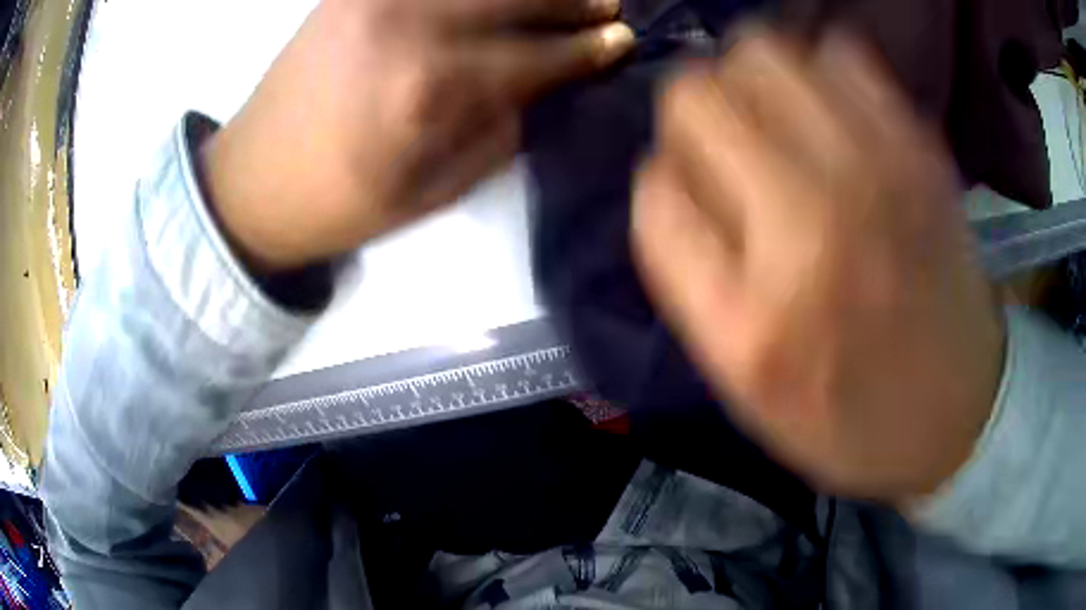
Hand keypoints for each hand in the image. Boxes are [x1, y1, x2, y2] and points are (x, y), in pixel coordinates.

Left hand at [202, 0, 633, 271]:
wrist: (253, 182)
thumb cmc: (343, 202)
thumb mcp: (435, 191)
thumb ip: (500, 130)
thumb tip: (546, 84)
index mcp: (431, 91)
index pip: (539, 55)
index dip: (589, 48)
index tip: (622, 41)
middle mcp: (408, 25)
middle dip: (574, 3)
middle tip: (608, 7)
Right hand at [632, 32, 1005, 501]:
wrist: (958, 408)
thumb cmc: (850, 416)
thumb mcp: (747, 383)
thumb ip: (690, 277)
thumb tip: (667, 171)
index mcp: (755, 314)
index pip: (656, 187)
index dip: (663, 180)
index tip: (692, 196)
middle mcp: (812, 222)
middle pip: (699, 94)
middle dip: (694, 115)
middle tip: (726, 149)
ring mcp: (876, 169)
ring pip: (763, 53)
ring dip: (750, 81)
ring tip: (774, 121)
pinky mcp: (919, 146)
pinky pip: (842, 52)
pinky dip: (820, 68)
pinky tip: (830, 111)